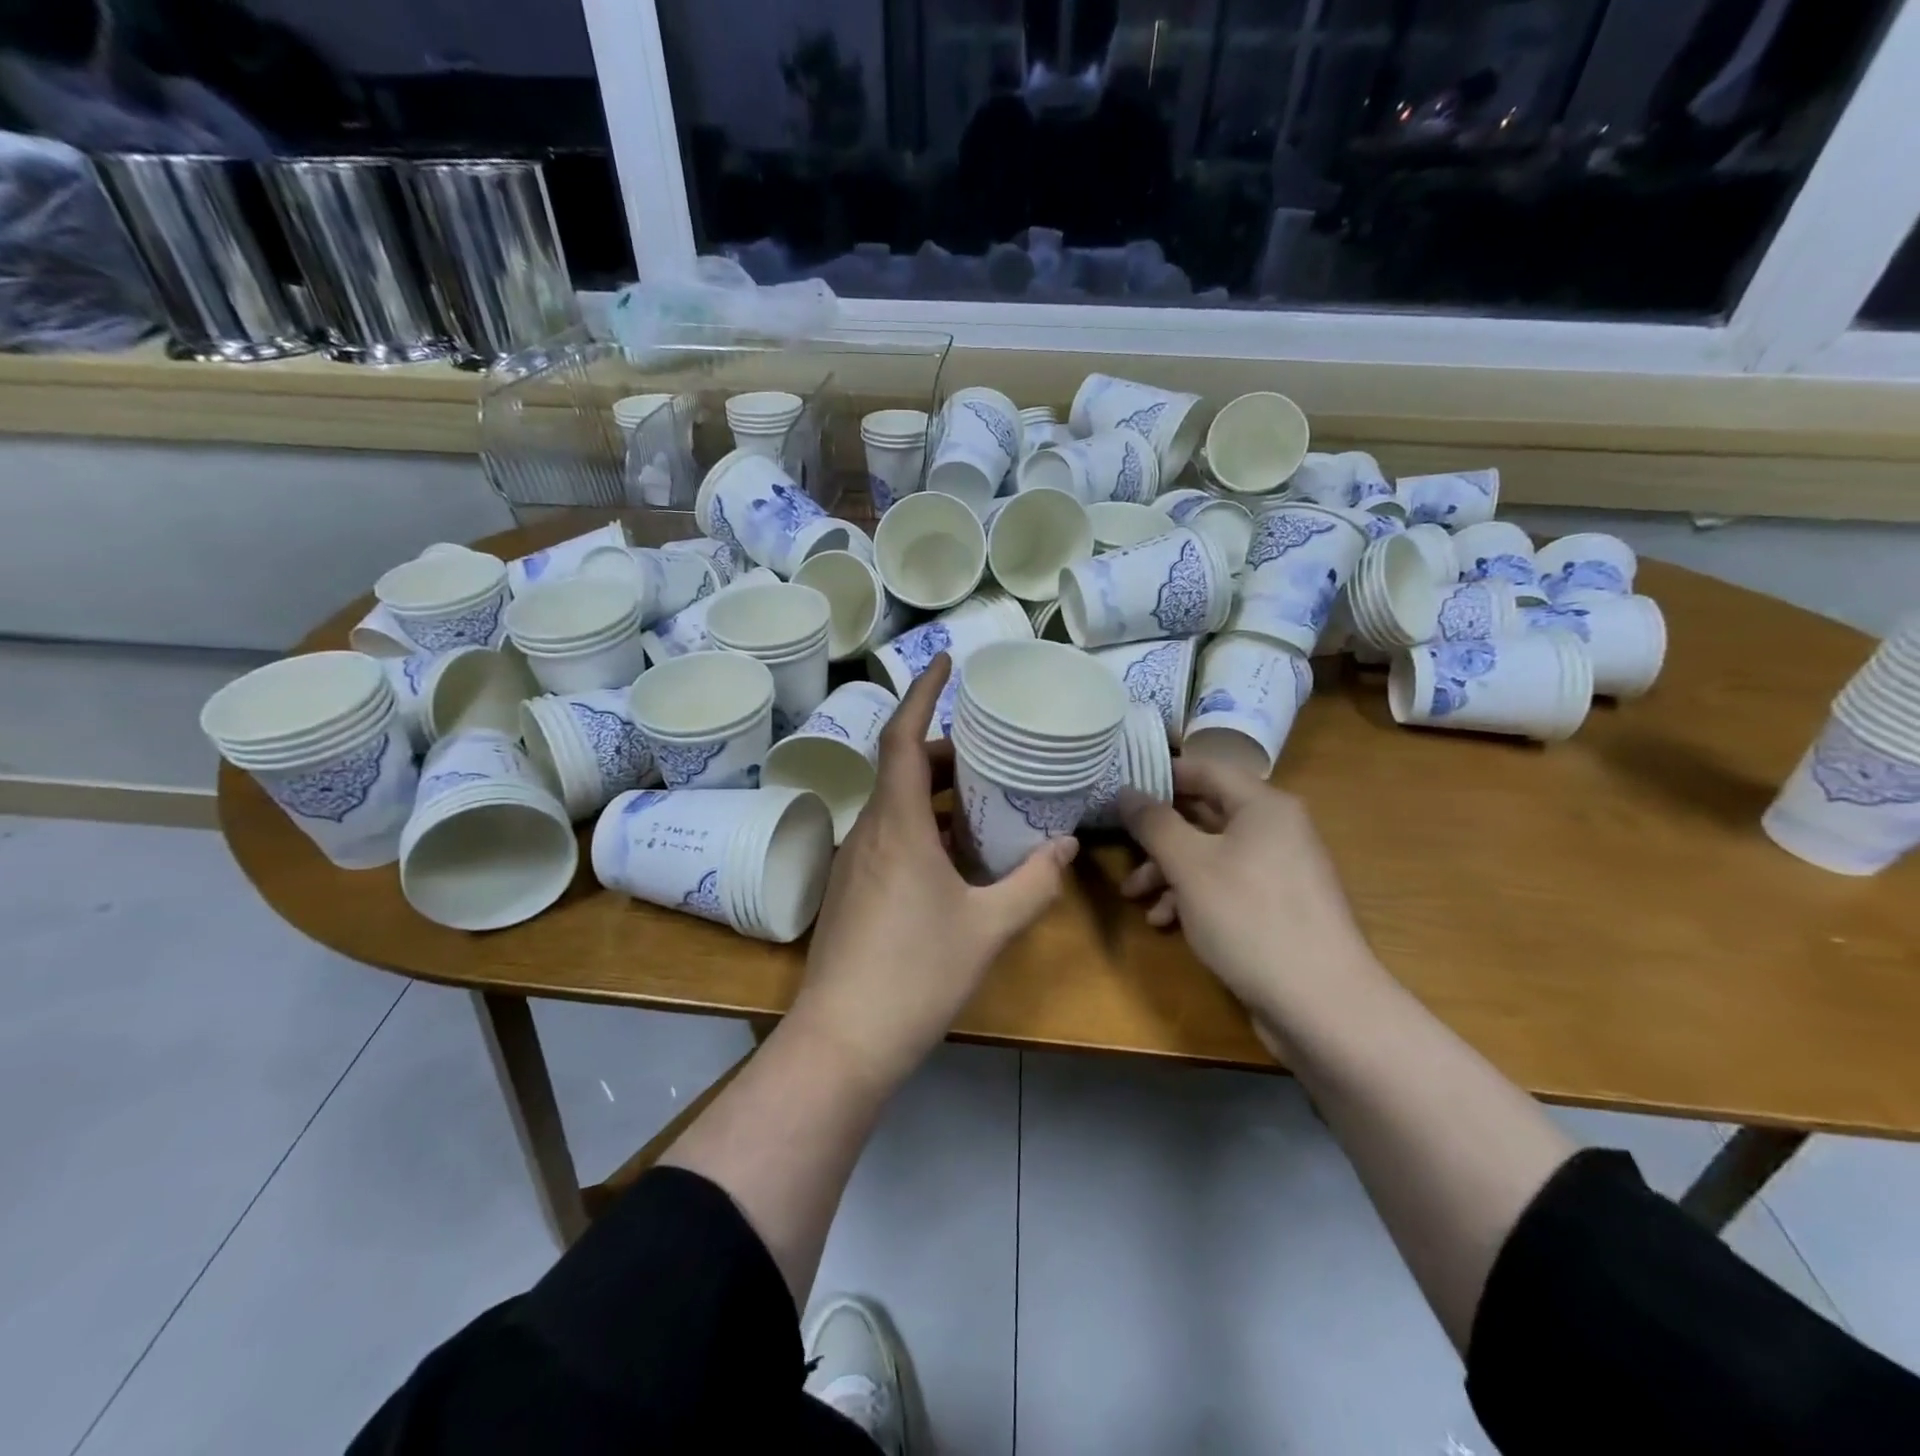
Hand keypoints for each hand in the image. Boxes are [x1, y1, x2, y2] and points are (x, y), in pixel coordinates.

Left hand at [791, 655, 1076, 1087]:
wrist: (843, 1040)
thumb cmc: (916, 975)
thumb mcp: (987, 927)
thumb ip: (1032, 883)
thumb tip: (1068, 846)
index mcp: (897, 826)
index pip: (901, 738)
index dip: (921, 694)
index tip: (945, 663)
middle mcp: (868, 832)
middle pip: (900, 769)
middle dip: (941, 752)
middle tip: (988, 753)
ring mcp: (852, 862)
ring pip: (893, 806)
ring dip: (932, 793)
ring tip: (980, 800)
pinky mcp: (850, 890)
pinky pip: (887, 837)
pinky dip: (921, 827)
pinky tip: (954, 857)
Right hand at [1117, 758, 1377, 1031]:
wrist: (1322, 1004)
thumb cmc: (1249, 918)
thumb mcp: (1190, 866)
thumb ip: (1154, 823)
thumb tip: (1126, 791)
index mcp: (1263, 806)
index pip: (1205, 769)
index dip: (1161, 775)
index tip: (1120, 787)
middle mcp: (1276, 829)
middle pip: (1205, 815)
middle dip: (1158, 837)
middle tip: (1122, 850)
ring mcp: (1280, 870)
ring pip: (1211, 855)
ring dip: (1169, 872)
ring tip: (1137, 898)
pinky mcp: (1278, 908)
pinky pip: (1227, 885)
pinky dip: (1194, 897)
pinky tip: (1167, 922)